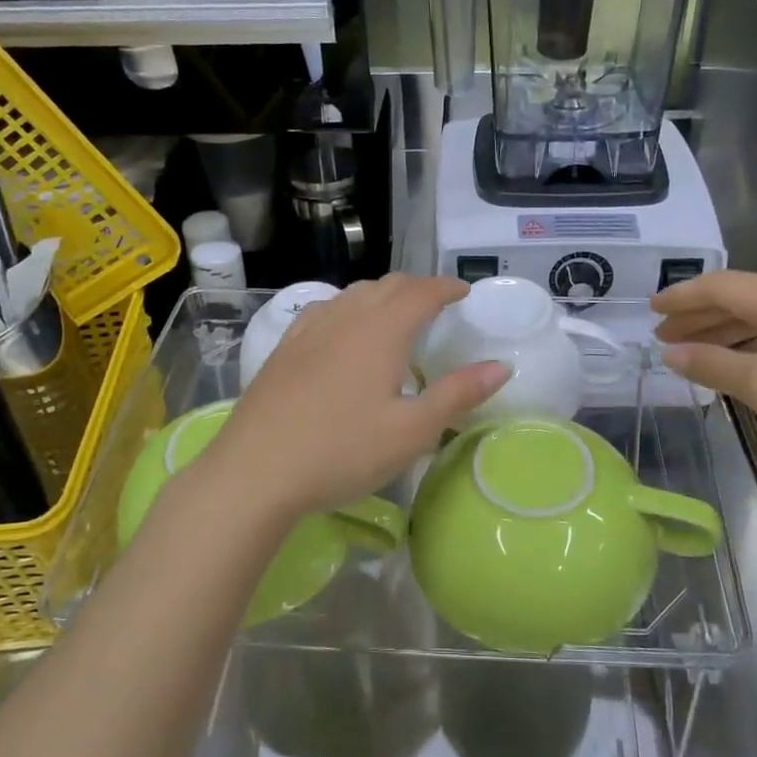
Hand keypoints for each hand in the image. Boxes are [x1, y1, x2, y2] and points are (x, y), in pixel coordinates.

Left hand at [201, 274, 508, 518]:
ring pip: (353, 294)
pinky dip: (349, 308)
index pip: (421, 292)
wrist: (255, 471)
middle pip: (387, 285)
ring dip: (382, 295)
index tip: (464, 292)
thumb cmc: (342, 451)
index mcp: (381, 330)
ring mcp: (309, 329)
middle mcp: (345, 317)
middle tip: (437, 302)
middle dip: (417, 287)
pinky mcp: (285, 348)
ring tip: (396, 313)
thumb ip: (458, 394)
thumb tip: (501, 365)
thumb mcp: (411, 431)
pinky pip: (325, 310)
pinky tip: (343, 330)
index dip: (446, 287)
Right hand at [652, 271, 756, 481]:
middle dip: (695, 315)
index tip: (649, 310)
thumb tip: (670, 353)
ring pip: (754, 317)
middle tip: (661, 337)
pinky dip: (743, 345)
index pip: (716, 286)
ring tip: (687, 352)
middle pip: (734, 298)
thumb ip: (711, 364)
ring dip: (717, 331)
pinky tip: (731, 365)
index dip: (679, 296)